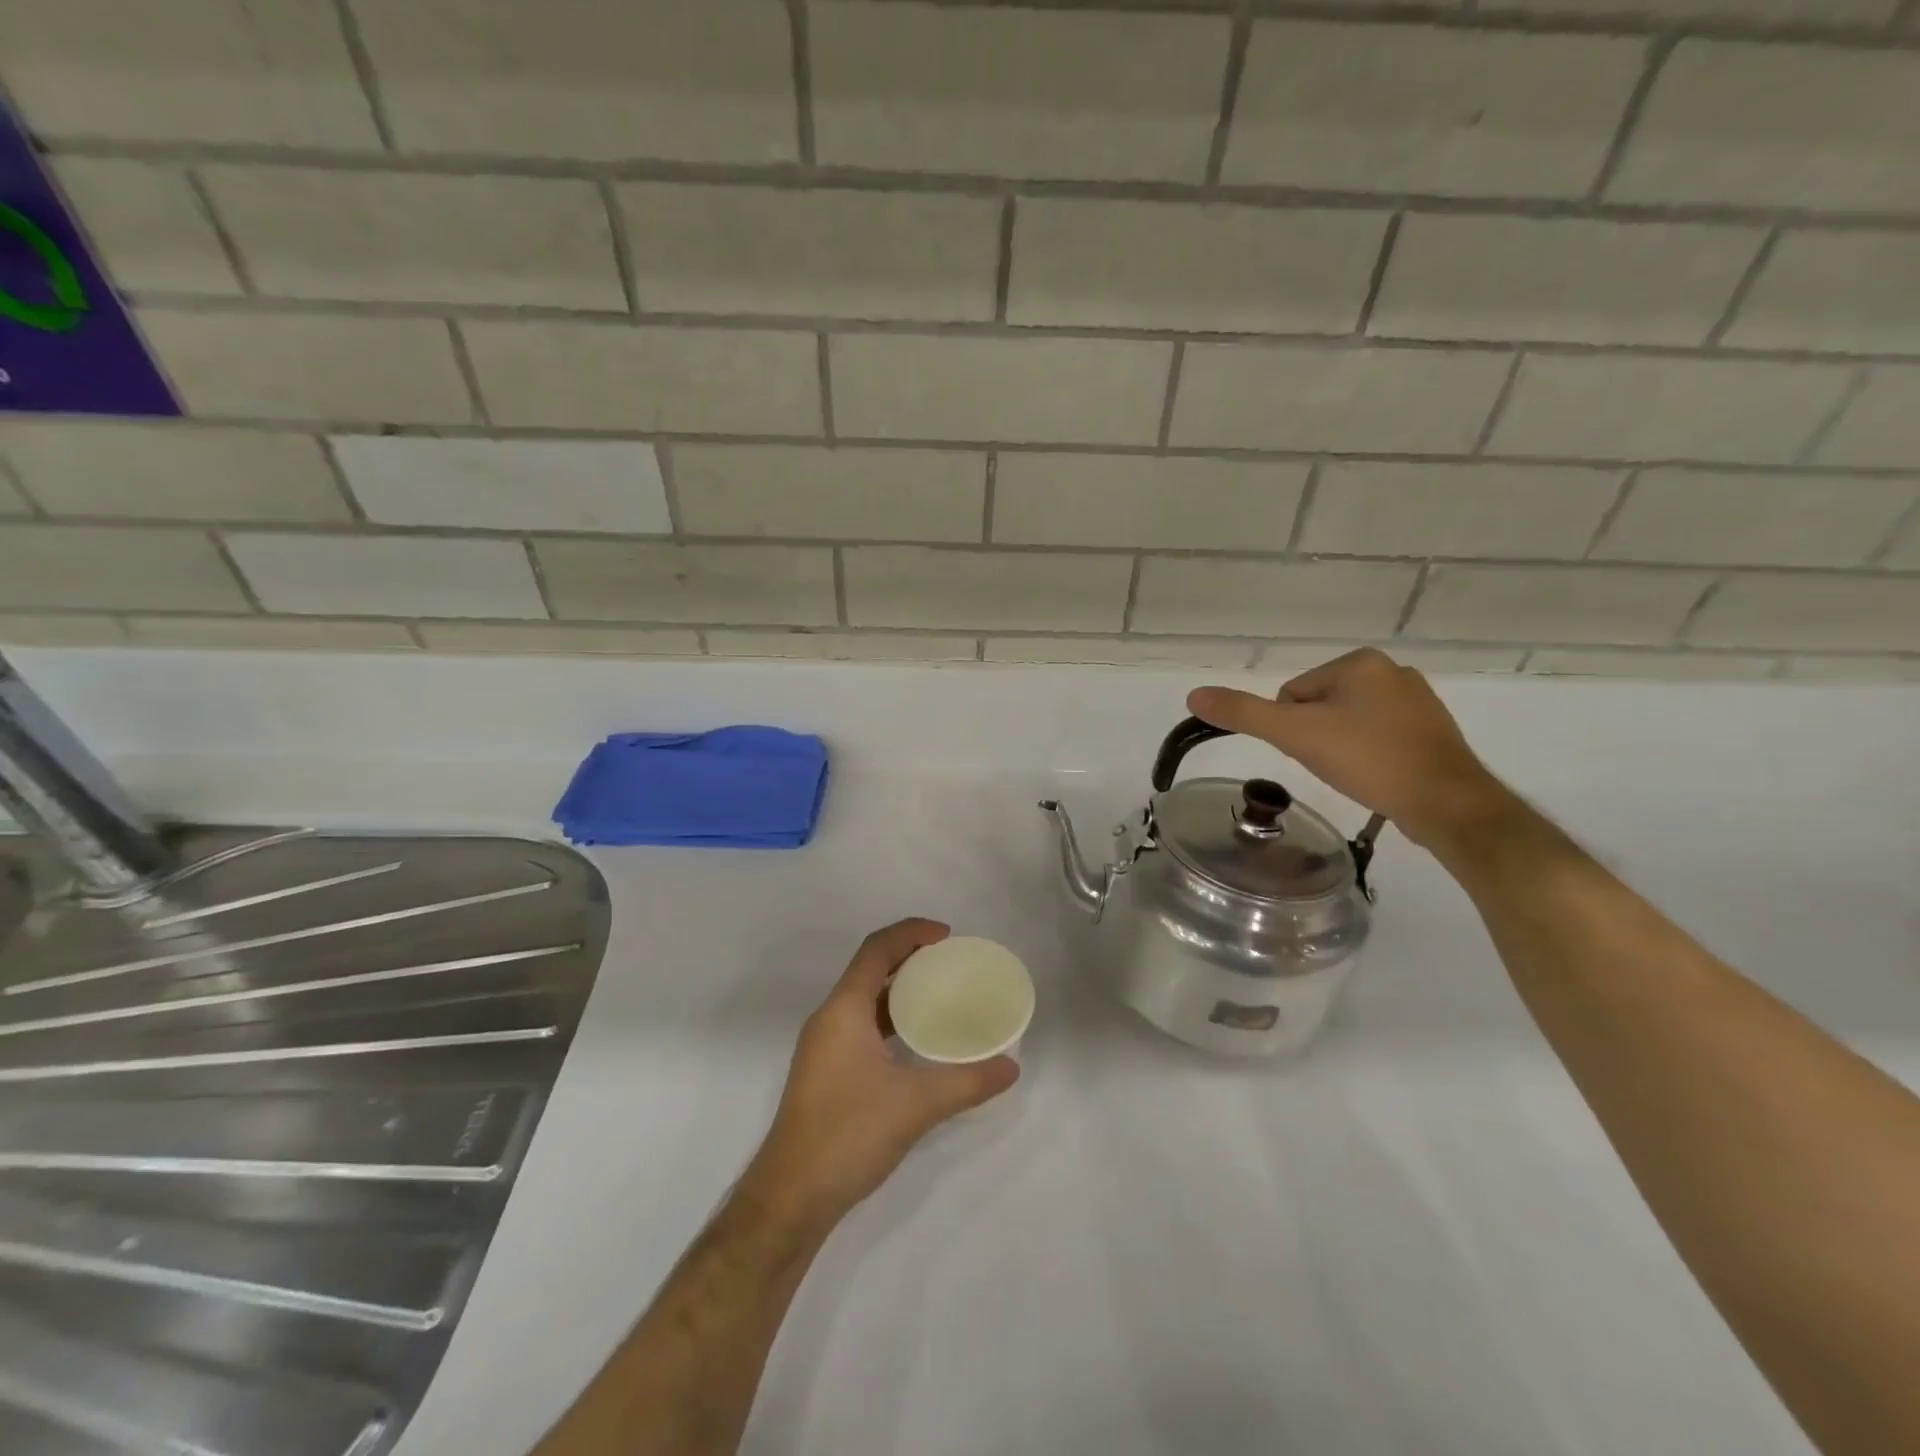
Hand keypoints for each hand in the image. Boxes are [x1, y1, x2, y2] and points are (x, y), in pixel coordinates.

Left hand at [743, 919, 1018, 1227]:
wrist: (790, 1197)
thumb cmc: (849, 1134)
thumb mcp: (916, 1105)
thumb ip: (967, 1082)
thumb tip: (1011, 1067)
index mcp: (843, 1009)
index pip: (876, 949)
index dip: (911, 933)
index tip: (947, 936)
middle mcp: (829, 1019)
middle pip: (869, 969)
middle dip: (908, 958)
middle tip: (949, 963)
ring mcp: (824, 1047)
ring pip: (864, 1000)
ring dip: (898, 990)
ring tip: (939, 994)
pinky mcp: (825, 1072)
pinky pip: (860, 1026)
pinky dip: (889, 1019)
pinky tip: (915, 1041)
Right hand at [1188, 648, 1506, 849]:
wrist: (1446, 803)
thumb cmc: (1367, 759)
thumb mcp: (1295, 734)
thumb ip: (1243, 713)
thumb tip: (1193, 695)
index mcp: (1359, 662)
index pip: (1293, 694)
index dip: (1292, 728)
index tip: (1314, 751)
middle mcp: (1391, 671)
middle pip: (1319, 707)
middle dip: (1316, 737)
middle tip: (1333, 764)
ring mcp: (1417, 700)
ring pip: (1347, 723)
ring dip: (1341, 748)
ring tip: (1357, 772)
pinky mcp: (1432, 730)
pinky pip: (1377, 736)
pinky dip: (1369, 755)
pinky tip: (1378, 775)